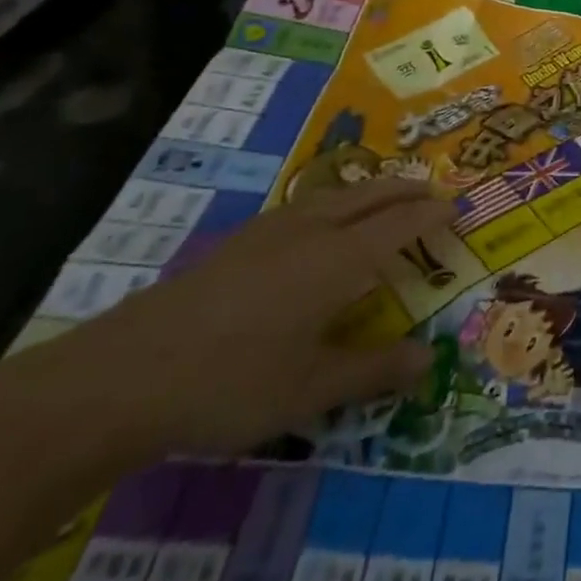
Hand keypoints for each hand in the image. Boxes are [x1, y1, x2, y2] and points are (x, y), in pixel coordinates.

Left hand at [6, 179, 449, 460]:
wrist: (123, 375)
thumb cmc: (230, 382)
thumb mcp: (310, 390)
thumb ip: (373, 370)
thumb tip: (429, 359)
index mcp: (339, 258)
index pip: (401, 224)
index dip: (432, 214)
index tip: (458, 209)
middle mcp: (313, 230)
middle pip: (373, 194)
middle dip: (409, 190)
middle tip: (435, 194)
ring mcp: (272, 229)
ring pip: (338, 193)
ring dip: (373, 190)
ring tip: (389, 198)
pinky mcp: (240, 240)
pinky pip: (309, 203)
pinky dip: (338, 200)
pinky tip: (322, 222)